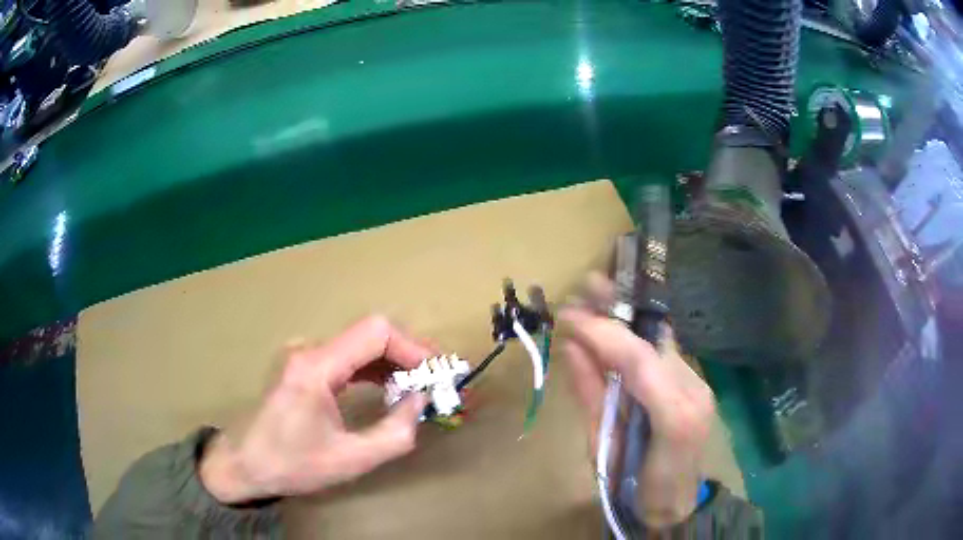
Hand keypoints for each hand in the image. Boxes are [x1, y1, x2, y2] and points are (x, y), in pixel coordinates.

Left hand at [199, 316, 431, 503]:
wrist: (244, 464)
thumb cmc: (292, 465)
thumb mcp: (351, 460)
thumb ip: (396, 432)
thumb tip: (419, 400)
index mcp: (315, 367)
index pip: (375, 332)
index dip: (413, 347)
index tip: (437, 373)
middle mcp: (308, 350)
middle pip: (369, 335)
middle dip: (408, 355)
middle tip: (435, 382)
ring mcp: (303, 355)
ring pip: (359, 344)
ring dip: (393, 362)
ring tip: (419, 388)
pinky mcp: (303, 365)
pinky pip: (346, 357)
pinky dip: (373, 369)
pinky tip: (389, 388)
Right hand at [561, 274, 715, 528]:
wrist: (672, 503)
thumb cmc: (634, 484)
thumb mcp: (603, 449)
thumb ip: (591, 397)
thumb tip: (571, 349)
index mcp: (673, 414)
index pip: (638, 360)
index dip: (603, 333)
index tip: (569, 315)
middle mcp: (692, 390)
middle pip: (653, 339)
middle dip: (622, 307)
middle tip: (589, 282)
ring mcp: (697, 385)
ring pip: (659, 339)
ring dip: (628, 315)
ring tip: (597, 293)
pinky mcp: (693, 384)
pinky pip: (662, 352)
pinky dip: (636, 334)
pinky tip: (616, 320)